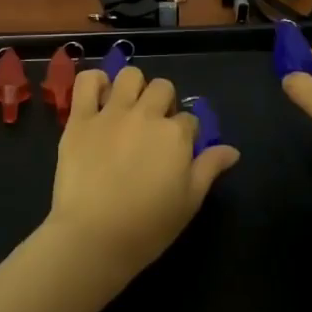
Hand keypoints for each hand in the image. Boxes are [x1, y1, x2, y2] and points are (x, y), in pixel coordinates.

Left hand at [45, 65, 239, 286]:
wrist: (93, 237)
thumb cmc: (147, 227)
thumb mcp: (189, 202)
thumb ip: (209, 168)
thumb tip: (232, 150)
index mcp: (175, 135)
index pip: (190, 120)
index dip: (186, 134)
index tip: (178, 152)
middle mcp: (146, 115)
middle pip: (163, 88)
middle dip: (163, 102)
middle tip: (154, 128)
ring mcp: (111, 113)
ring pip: (130, 75)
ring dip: (133, 86)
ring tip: (128, 107)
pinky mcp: (80, 119)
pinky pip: (87, 81)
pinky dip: (94, 82)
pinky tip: (99, 97)